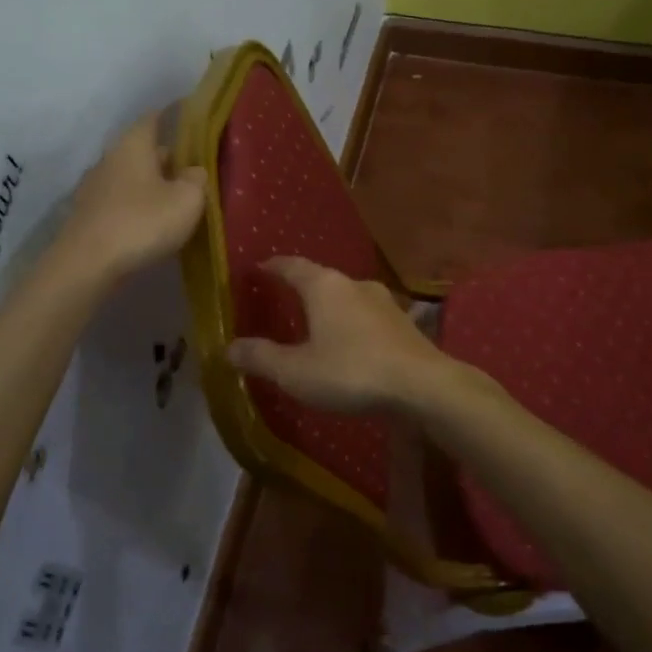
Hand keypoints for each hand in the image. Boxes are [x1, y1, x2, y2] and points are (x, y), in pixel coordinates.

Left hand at [59, 109, 206, 281]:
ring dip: (151, 183)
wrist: (87, 264)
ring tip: (175, 198)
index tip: (191, 119)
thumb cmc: (142, 222)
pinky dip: (137, 204)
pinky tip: (151, 221)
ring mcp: (94, 186)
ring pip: (131, 176)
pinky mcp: (88, 214)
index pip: (154, 118)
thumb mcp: (187, 200)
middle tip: (193, 168)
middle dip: (166, 157)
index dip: (173, 116)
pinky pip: (120, 200)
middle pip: (142, 149)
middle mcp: (110, 158)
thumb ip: (197, 179)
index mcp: (134, 144)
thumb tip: (194, 171)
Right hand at [226, 257, 452, 413]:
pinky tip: (349, 343)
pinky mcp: (403, 323)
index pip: (291, 266)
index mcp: (324, 286)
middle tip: (282, 298)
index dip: (272, 267)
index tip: (257, 269)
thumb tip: (229, 347)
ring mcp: (383, 301)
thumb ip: (262, 357)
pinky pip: (366, 316)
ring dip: (329, 307)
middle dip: (301, 287)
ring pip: (347, 297)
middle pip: (321, 279)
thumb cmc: (351, 371)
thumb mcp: (296, 371)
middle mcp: (354, 284)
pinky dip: (350, 324)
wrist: (423, 386)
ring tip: (314, 323)